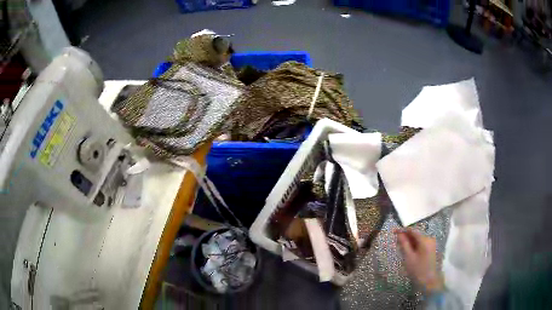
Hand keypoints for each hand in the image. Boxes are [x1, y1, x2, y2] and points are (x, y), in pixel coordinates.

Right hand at [395, 228, 442, 292]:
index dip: (403, 230)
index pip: (412, 230)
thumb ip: (404, 244)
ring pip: (418, 239)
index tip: (394, 232)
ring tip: (401, 248)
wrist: (428, 280)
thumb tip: (399, 234)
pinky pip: (421, 243)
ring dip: (410, 242)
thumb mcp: (408, 257)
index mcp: (425, 240)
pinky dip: (414, 245)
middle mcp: (430, 238)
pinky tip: (409, 251)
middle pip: (416, 234)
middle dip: (406, 237)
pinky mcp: (431, 248)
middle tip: (396, 242)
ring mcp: (431, 243)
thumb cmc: (417, 269)